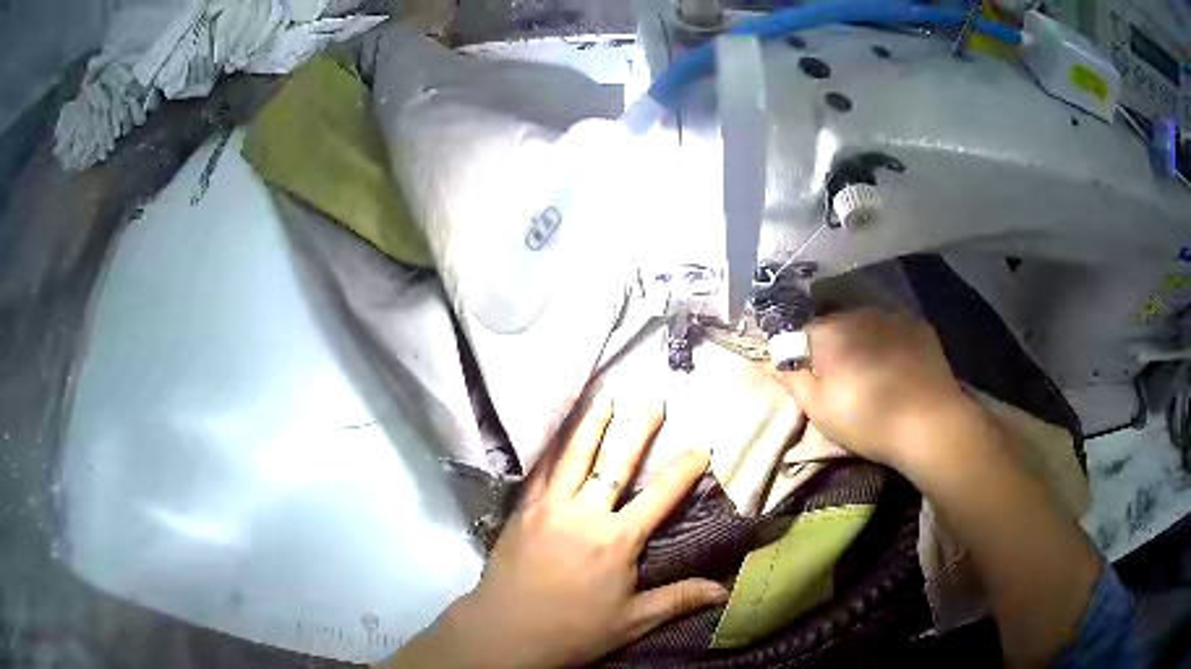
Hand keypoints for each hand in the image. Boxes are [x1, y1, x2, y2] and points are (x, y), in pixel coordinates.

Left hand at [387, 399, 727, 668]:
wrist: (506, 631)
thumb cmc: (574, 630)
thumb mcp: (633, 620)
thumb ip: (678, 599)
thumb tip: (724, 590)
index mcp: (616, 540)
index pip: (659, 496)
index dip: (683, 470)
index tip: (701, 447)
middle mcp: (584, 513)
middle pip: (615, 462)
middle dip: (637, 430)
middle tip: (651, 402)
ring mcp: (548, 507)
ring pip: (574, 456)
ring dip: (591, 424)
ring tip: (604, 397)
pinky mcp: (522, 510)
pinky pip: (539, 471)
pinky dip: (551, 448)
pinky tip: (555, 432)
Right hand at [776, 309, 976, 467]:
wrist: (930, 422)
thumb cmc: (867, 420)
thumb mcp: (818, 409)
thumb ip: (793, 378)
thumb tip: (775, 357)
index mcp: (829, 332)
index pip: (802, 333)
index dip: (803, 355)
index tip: (812, 378)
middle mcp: (858, 313)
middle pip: (835, 325)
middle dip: (834, 346)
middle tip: (843, 379)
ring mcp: (892, 316)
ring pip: (866, 325)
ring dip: (863, 341)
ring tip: (873, 373)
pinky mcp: (919, 326)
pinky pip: (894, 328)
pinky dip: (890, 342)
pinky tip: (898, 366)